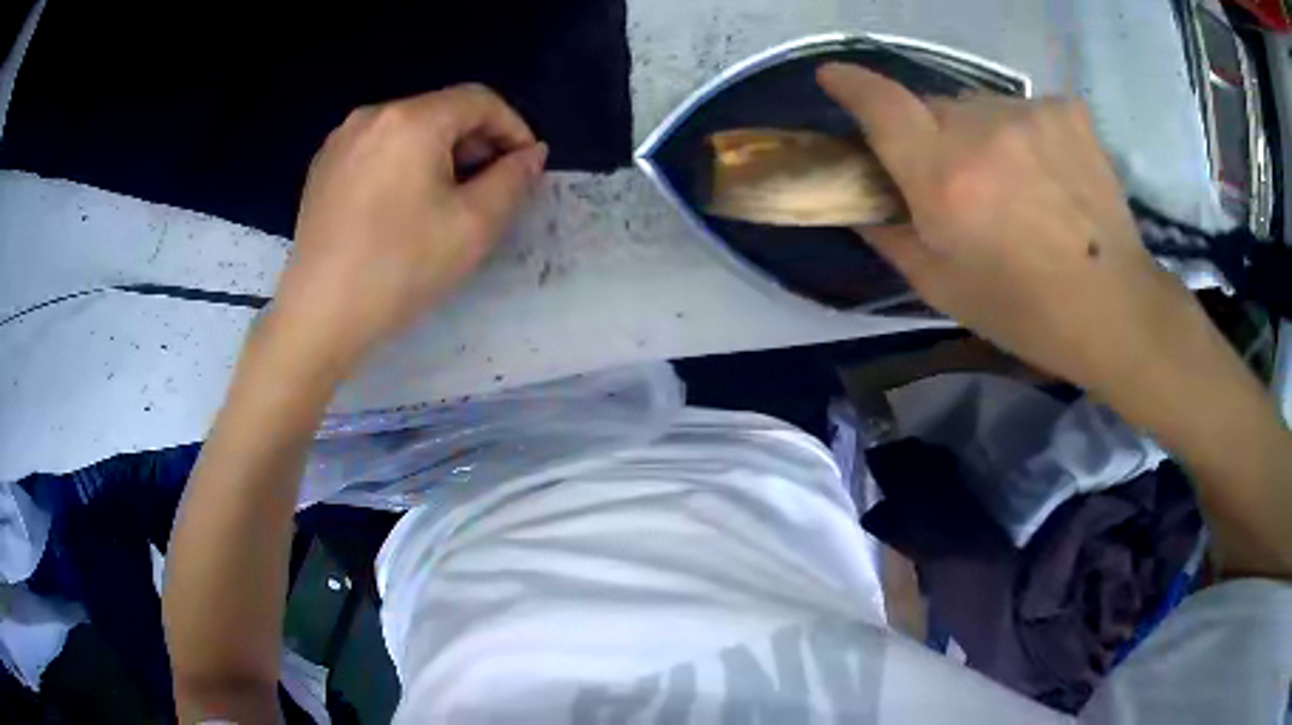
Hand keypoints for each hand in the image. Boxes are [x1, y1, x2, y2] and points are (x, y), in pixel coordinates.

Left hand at [272, 84, 547, 375]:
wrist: (319, 316)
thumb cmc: (400, 268)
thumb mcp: (474, 225)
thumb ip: (513, 179)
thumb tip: (531, 153)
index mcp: (412, 120)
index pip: (479, 100)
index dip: (513, 128)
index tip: (525, 167)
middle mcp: (372, 116)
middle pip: (441, 112)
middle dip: (475, 144)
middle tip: (490, 189)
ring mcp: (341, 141)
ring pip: (408, 131)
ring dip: (440, 155)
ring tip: (447, 201)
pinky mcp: (323, 168)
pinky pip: (377, 150)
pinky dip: (403, 165)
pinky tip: (403, 207)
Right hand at [818, 64, 1198, 396]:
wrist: (1114, 307)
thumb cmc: (1024, 311)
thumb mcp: (942, 288)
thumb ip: (891, 237)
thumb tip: (862, 204)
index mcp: (943, 178)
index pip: (881, 105)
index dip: (851, 85)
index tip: (834, 77)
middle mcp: (981, 130)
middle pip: (932, 106)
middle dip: (931, 133)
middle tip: (956, 177)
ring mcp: (1029, 113)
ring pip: (980, 106)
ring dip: (980, 133)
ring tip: (1013, 181)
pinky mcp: (1066, 110)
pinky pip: (1023, 109)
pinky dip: (1023, 133)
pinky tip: (1048, 171)